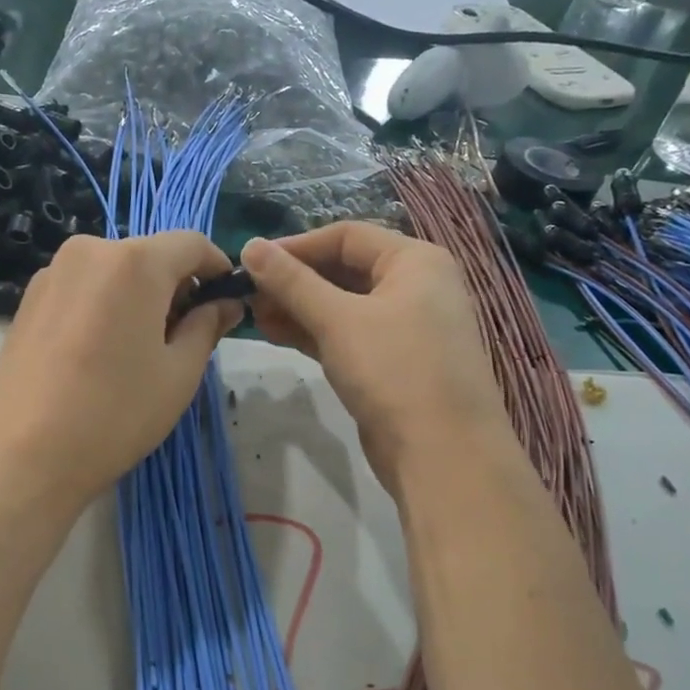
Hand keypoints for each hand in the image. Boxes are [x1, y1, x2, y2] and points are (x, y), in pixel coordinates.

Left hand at [0, 232, 241, 509]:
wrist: (24, 455)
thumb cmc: (115, 413)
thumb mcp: (178, 374)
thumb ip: (207, 327)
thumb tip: (225, 303)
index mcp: (135, 262)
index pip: (192, 243)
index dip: (216, 267)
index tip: (226, 301)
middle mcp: (90, 251)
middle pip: (149, 255)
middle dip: (175, 286)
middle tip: (184, 336)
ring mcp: (52, 273)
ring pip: (113, 272)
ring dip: (137, 297)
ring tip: (138, 350)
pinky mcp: (28, 299)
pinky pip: (83, 288)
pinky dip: (104, 306)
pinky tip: (99, 353)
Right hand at [242, 224, 508, 496]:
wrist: (441, 452)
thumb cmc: (394, 370)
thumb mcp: (338, 319)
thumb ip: (292, 282)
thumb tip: (250, 246)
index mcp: (415, 261)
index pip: (347, 236)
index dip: (297, 246)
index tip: (252, 261)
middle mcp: (414, 287)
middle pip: (344, 270)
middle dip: (294, 281)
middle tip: (247, 294)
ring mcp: (403, 328)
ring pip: (341, 306)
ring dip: (298, 308)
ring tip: (253, 316)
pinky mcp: (389, 364)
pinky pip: (346, 335)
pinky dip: (313, 333)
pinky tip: (275, 334)